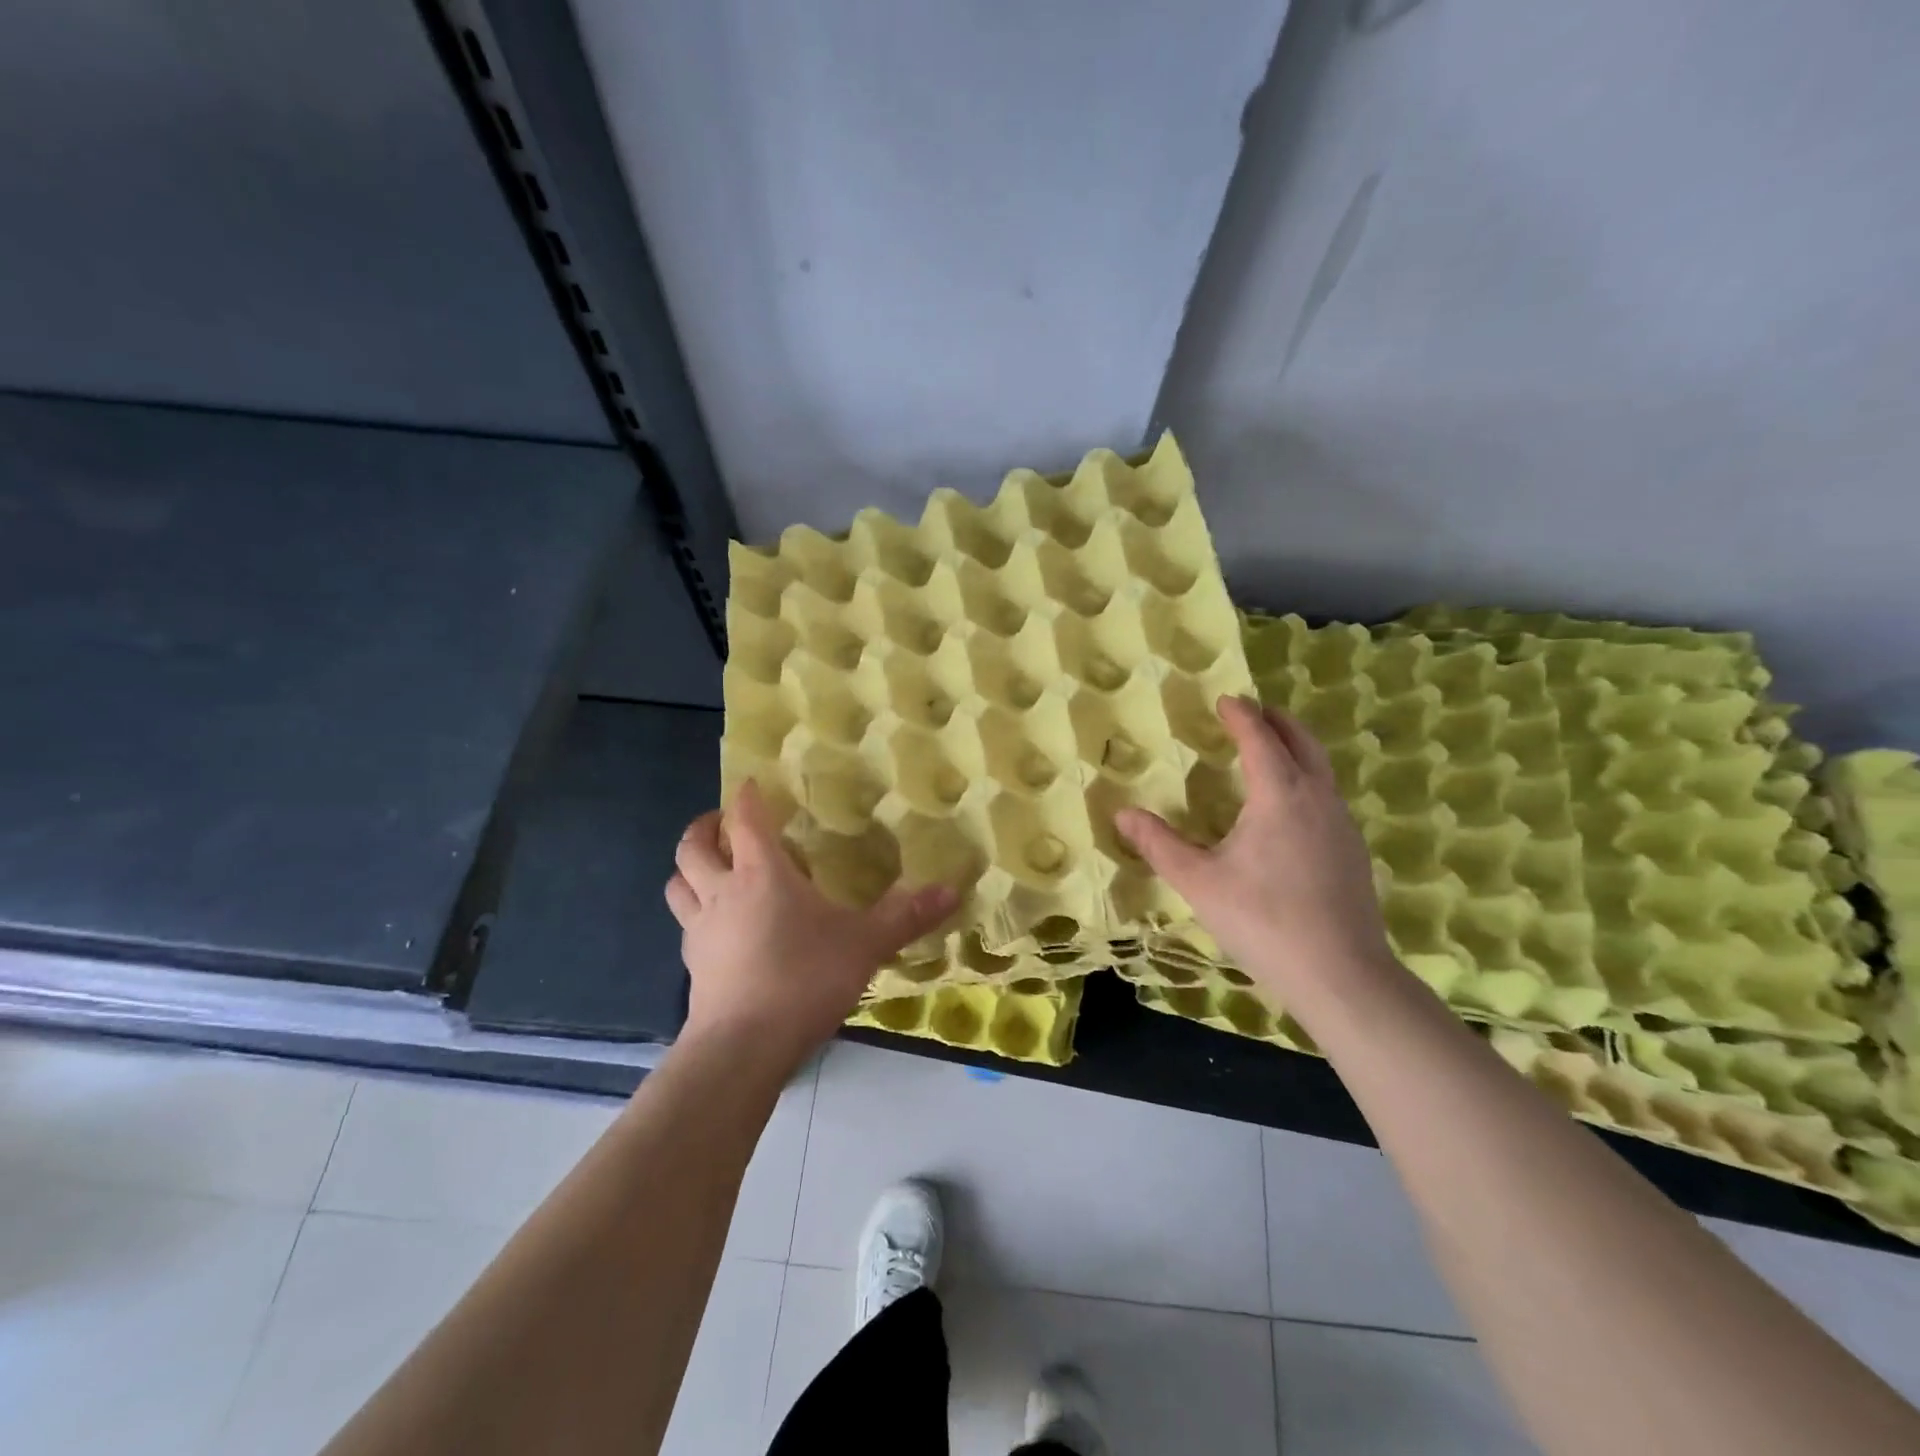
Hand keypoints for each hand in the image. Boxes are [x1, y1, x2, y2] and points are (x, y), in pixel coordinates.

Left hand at [666, 781, 958, 1068]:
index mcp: (762, 873)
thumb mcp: (865, 944)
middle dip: (704, 828)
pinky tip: (719, 927)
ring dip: (690, 869)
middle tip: (722, 823)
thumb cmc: (804, 978)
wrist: (744, 1046)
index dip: (747, 797)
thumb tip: (952, 890)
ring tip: (710, 869)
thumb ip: (906, 916)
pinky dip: (695, 913)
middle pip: (693, 847)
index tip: (753, 784)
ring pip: (678, 884)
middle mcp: (723, 892)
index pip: (746, 820)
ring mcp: (700, 930)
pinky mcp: (692, 966)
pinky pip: (686, 925)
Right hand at [1115, 696, 1398, 1010]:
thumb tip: (1122, 813)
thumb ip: (1159, 844)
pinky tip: (1290, 809)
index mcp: (1280, 795)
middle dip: (1277, 721)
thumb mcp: (1199, 881)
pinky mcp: (1353, 852)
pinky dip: (1307, 779)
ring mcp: (1342, 825)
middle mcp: (1317, 799)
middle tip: (1253, 712)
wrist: (1341, 975)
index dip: (1241, 715)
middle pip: (1303, 742)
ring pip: (1321, 769)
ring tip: (1270, 753)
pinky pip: (1327, 797)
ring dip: (1296, 749)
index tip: (1226, 699)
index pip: (1260, 739)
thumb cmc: (1263, 920)